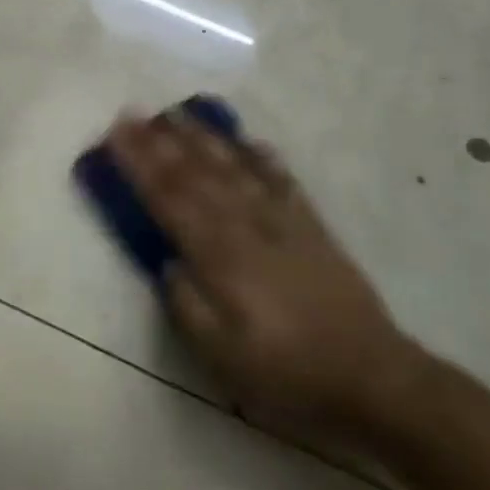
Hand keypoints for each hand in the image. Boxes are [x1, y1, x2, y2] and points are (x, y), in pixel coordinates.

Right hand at [108, 113, 422, 447]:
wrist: (373, 378)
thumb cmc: (287, 373)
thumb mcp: (223, 357)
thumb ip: (187, 305)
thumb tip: (168, 263)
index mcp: (220, 257)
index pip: (168, 199)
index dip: (139, 164)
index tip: (116, 133)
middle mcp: (247, 226)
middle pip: (196, 174)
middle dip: (160, 142)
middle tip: (133, 111)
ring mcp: (282, 222)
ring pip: (235, 168)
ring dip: (204, 138)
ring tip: (179, 113)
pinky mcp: (312, 228)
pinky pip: (283, 181)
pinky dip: (265, 157)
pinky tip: (251, 140)